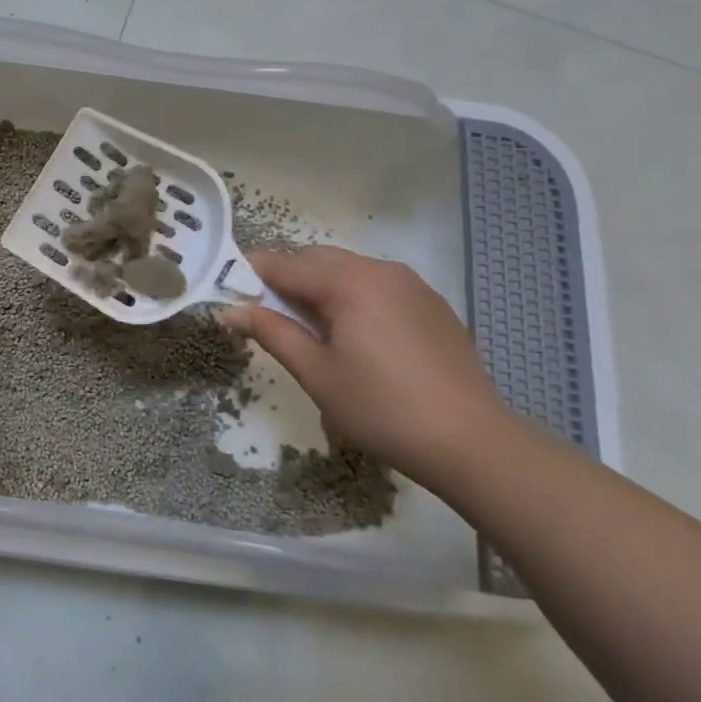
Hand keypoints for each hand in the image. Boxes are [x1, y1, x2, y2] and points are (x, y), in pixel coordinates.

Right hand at [220, 246, 506, 481]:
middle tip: (267, 316)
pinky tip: (354, 336)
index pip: (284, 264)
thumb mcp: (316, 373)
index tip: (229, 294)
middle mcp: (380, 270)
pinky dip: (352, 296)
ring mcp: (412, 285)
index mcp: (349, 282)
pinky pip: (377, 285)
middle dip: (285, 278)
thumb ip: (271, 332)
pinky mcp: (431, 304)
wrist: (472, 442)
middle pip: (316, 259)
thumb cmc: (381, 408)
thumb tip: (230, 310)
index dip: (250, 276)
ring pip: (348, 269)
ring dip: (319, 286)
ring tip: (310, 329)